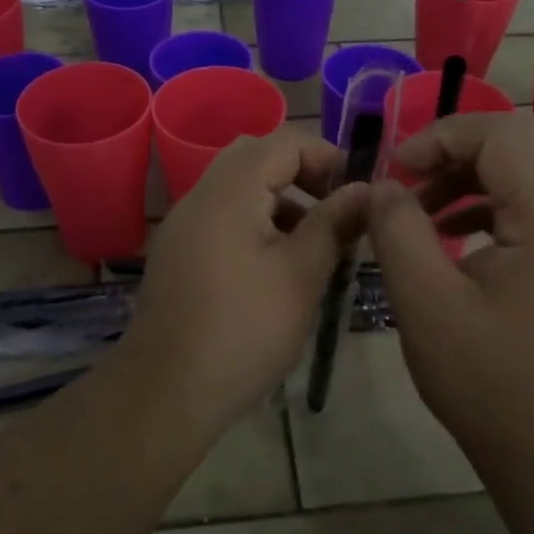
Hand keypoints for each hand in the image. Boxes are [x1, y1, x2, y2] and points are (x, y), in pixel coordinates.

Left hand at [125, 128, 371, 431]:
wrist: (166, 391)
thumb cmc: (244, 330)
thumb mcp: (301, 275)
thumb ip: (334, 223)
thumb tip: (367, 190)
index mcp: (230, 191)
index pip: (283, 142)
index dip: (326, 156)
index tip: (356, 191)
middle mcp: (200, 195)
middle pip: (255, 156)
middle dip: (301, 172)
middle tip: (334, 207)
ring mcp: (183, 223)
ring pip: (237, 186)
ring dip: (278, 197)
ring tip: (312, 239)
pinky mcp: (177, 251)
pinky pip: (220, 214)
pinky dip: (253, 218)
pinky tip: (274, 262)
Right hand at [367, 112, 533, 478]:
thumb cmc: (487, 381)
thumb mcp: (425, 304)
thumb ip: (397, 231)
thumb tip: (381, 186)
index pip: (502, 134)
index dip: (442, 136)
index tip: (397, 171)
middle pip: (517, 140)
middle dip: (453, 148)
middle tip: (408, 179)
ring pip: (522, 167)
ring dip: (466, 173)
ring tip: (419, 208)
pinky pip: (526, 200)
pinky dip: (483, 200)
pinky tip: (448, 232)